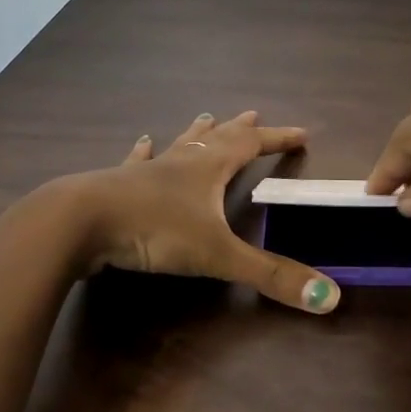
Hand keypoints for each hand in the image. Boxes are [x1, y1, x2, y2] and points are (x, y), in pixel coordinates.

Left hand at [63, 110, 340, 313]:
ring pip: (179, 144)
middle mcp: (181, 161)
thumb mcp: (218, 255)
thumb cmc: (154, 230)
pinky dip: (144, 152)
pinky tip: (141, 141)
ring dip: (196, 132)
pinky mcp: (118, 185)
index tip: (301, 133)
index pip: (251, 145)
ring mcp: (147, 171)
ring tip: (206, 116)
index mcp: (209, 168)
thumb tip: (330, 297)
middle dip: (240, 129)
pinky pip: (136, 162)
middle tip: (254, 114)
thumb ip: (271, 276)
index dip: (278, 139)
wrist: (80, 222)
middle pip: (217, 137)